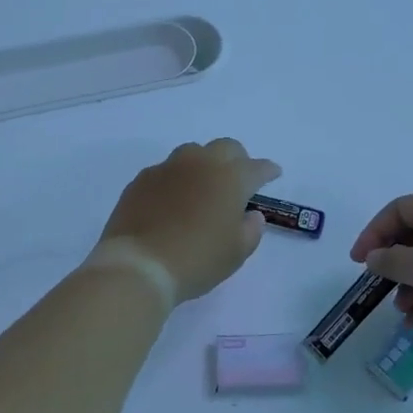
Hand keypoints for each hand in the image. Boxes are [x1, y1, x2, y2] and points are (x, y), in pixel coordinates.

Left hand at [97, 139, 281, 303]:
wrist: (139, 265)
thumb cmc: (197, 260)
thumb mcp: (236, 252)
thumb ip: (251, 229)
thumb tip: (251, 215)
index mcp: (230, 178)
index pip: (257, 167)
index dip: (268, 171)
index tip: (273, 174)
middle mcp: (201, 163)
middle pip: (226, 147)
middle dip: (238, 159)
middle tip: (239, 178)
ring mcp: (168, 168)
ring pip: (193, 152)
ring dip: (205, 163)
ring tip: (203, 186)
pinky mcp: (143, 179)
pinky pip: (167, 170)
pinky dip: (177, 179)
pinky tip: (173, 199)